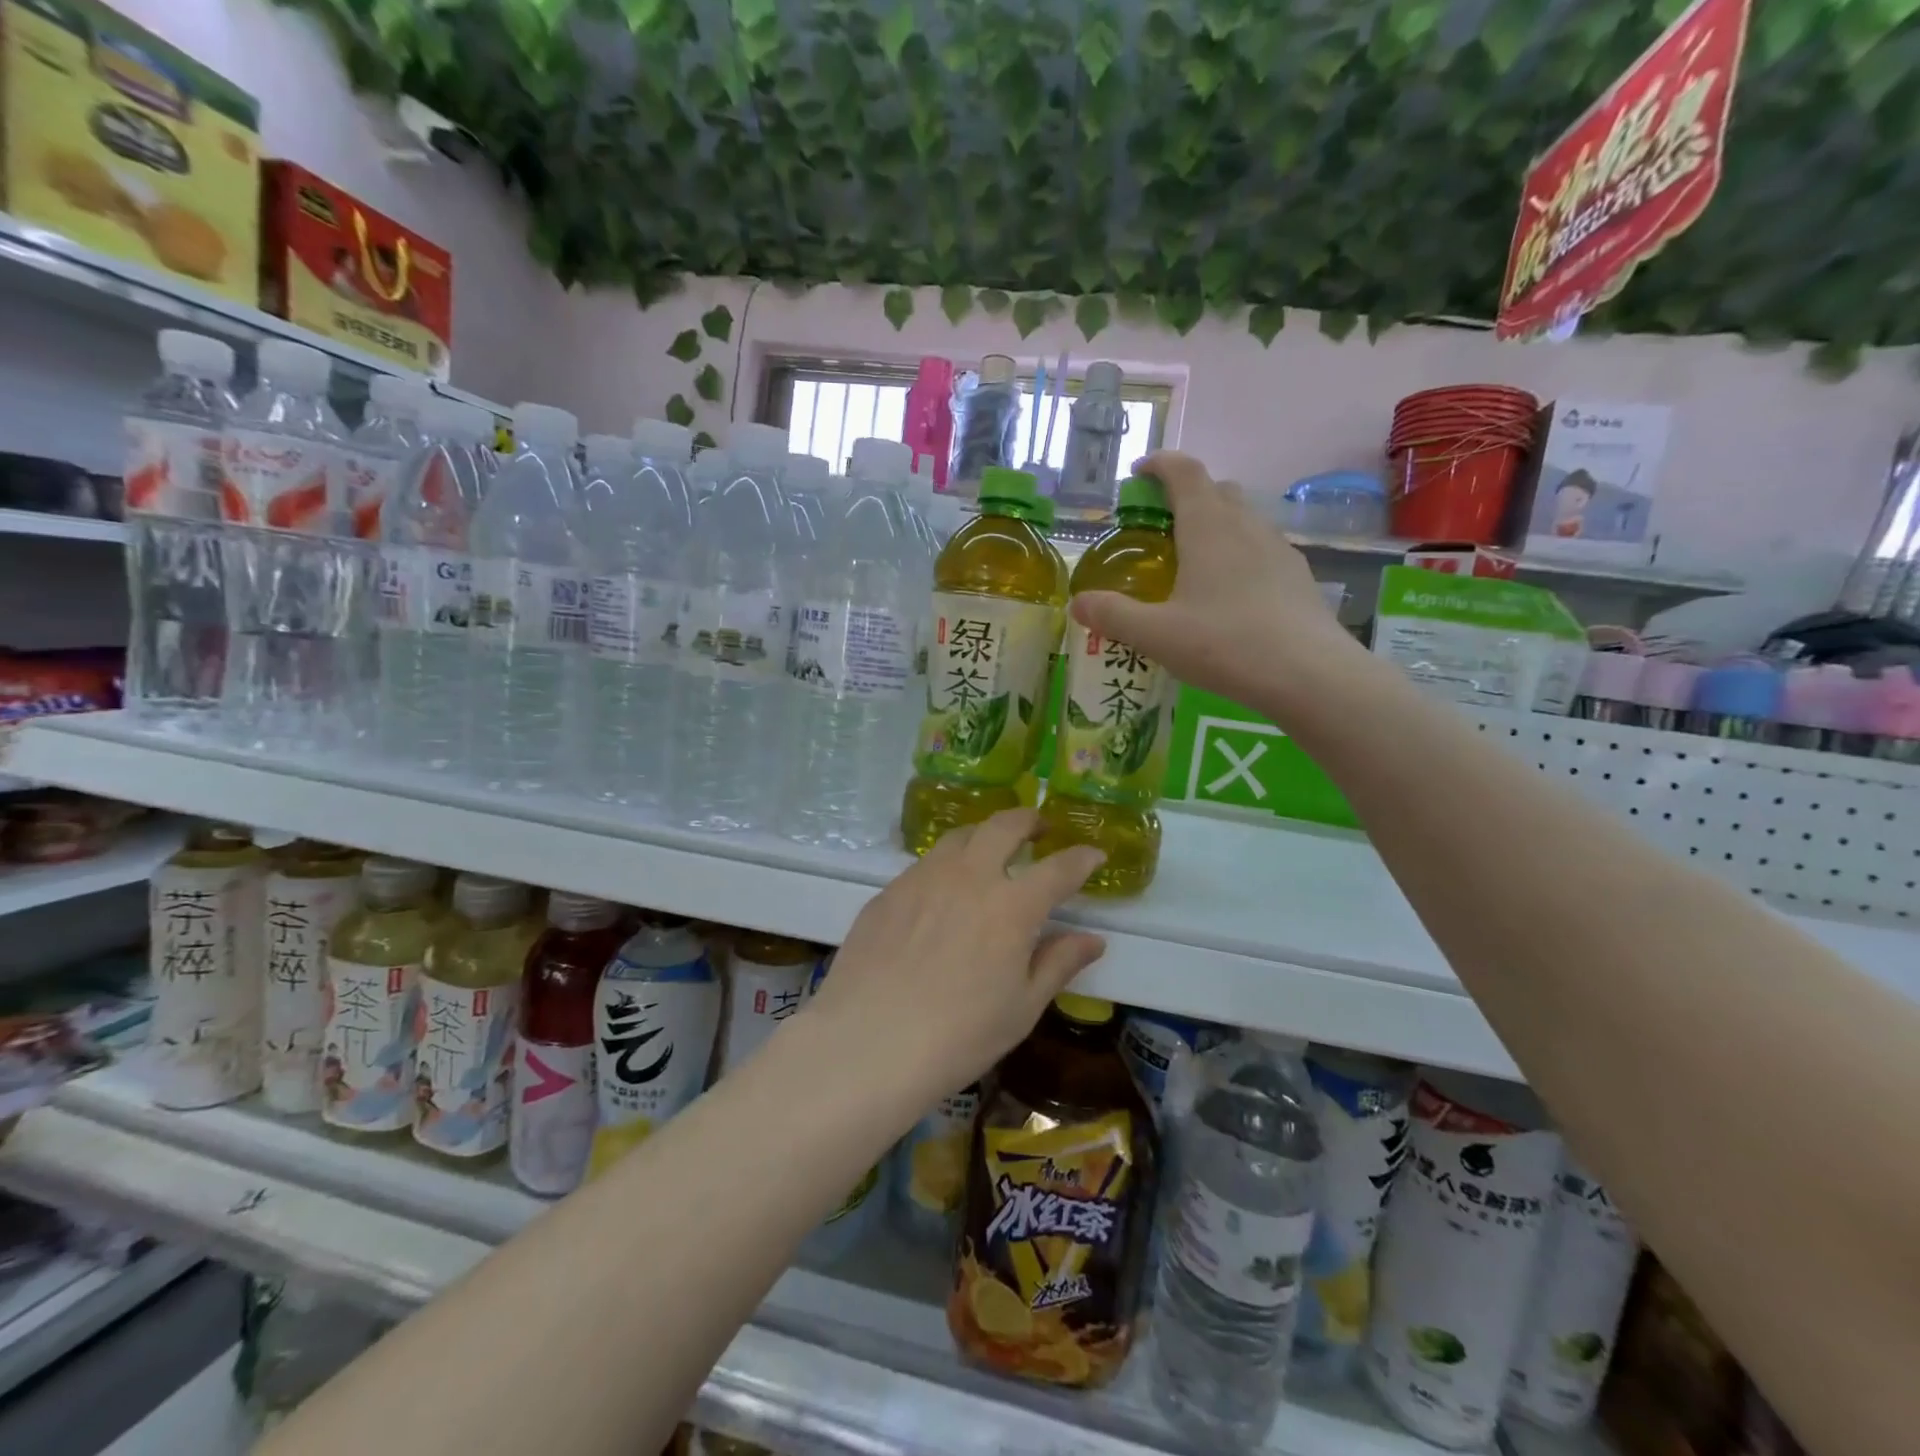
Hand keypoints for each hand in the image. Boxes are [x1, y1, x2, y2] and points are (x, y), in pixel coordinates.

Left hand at [805, 810, 1106, 1105]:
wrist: (868, 1043)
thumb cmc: (959, 1035)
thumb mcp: (1022, 1008)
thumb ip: (1058, 963)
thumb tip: (1092, 939)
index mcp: (1011, 906)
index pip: (1058, 868)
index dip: (1081, 859)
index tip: (1094, 854)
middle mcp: (968, 876)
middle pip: (1004, 826)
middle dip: (1029, 820)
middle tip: (1039, 828)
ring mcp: (922, 878)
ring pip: (959, 836)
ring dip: (984, 835)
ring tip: (990, 850)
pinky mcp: (888, 891)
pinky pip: (924, 864)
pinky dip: (946, 865)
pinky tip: (941, 892)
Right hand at [1073, 450, 1370, 722]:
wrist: (1308, 674)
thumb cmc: (1225, 644)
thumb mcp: (1156, 634)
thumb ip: (1112, 615)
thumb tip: (1077, 602)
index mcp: (1208, 526)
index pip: (1184, 472)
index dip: (1160, 464)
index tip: (1139, 474)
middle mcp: (1246, 526)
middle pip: (1217, 490)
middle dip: (1187, 496)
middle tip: (1161, 528)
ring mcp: (1278, 549)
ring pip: (1243, 520)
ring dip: (1216, 526)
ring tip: (1194, 565)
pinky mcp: (1298, 576)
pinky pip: (1262, 550)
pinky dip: (1239, 556)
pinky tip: (1230, 596)